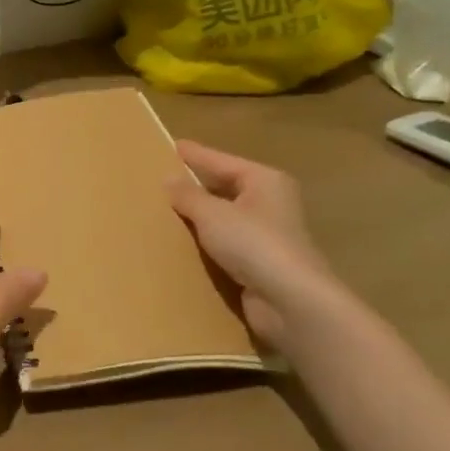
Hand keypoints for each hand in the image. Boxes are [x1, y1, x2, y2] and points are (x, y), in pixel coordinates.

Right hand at [165, 141, 353, 349]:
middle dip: (194, 187)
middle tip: (159, 180)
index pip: (220, 161)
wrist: (291, 303)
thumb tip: (169, 179)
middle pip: (224, 188)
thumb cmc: (254, 244)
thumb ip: (187, 195)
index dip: (194, 155)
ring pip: (223, 219)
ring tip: (162, 212)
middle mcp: (270, 204)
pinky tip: (180, 244)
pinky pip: (224, 246)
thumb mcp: (212, 213)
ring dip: (198, 219)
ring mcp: (267, 236)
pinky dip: (205, 244)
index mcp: (264, 181)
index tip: (168, 146)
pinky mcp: (260, 266)